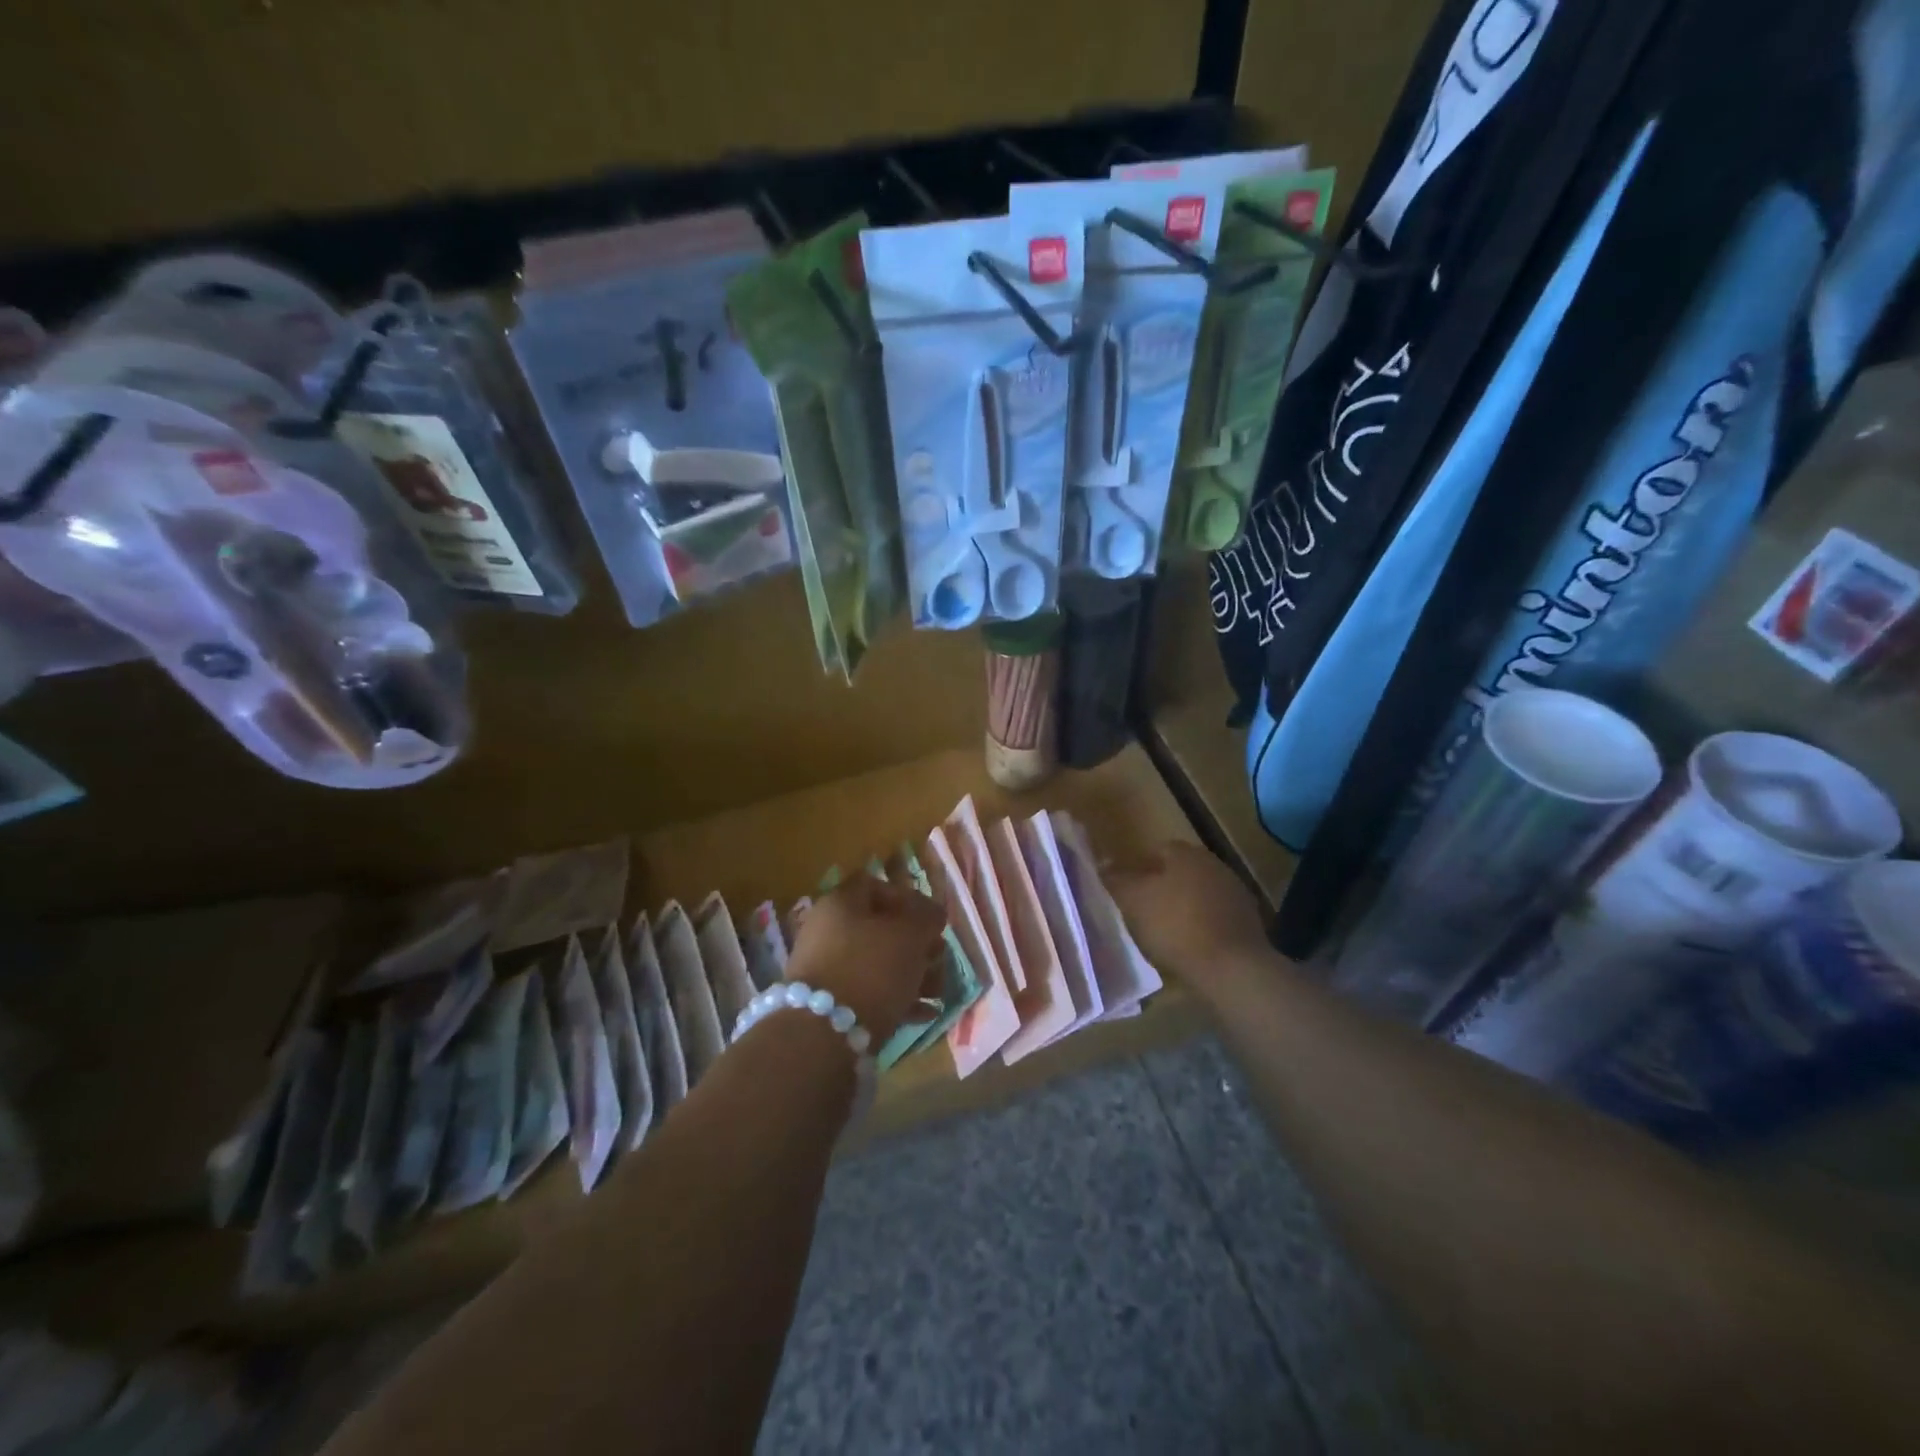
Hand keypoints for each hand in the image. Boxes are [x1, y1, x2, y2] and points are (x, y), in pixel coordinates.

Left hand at [784, 872, 948, 1045]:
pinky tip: (924, 1014)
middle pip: (879, 927)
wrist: (823, 1034)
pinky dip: (895, 998)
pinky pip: (868, 991)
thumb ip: (927, 918)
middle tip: (940, 958)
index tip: (932, 920)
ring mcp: (825, 967)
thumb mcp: (911, 936)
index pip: (877, 885)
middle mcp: (827, 929)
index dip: (909, 898)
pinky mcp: (827, 1002)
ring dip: (912, 973)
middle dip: (916, 943)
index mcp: (841, 902)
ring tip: (938, 992)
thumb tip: (932, 913)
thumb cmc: (872, 969)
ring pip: (877, 961)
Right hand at [1106, 842, 1274, 997]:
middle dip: (1164, 886)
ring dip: (1184, 906)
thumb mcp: (1134, 901)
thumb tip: (1103, 864)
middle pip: (1182, 871)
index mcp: (1187, 854)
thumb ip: (1117, 880)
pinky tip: (1190, 946)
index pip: (1160, 849)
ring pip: (1200, 893)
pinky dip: (1202, 926)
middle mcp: (1215, 865)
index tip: (1128, 887)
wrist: (1231, 968)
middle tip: (1144, 908)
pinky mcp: (1249, 923)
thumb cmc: (1175, 926)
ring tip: (1164, 931)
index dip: (1141, 866)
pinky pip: (1216, 917)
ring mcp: (1236, 894)